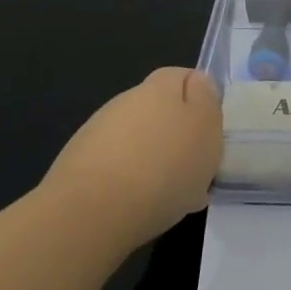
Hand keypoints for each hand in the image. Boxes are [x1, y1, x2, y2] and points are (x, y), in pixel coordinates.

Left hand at [35, 68, 222, 255]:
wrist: (92, 212)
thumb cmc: (164, 166)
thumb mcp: (205, 128)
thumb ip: (206, 100)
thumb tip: (197, 84)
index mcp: (159, 87)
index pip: (184, 76)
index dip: (201, 99)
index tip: (211, 131)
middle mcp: (126, 101)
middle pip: (160, 110)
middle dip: (177, 134)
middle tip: (195, 168)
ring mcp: (98, 131)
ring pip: (139, 139)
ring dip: (154, 158)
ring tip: (170, 195)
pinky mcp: (79, 163)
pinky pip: (117, 165)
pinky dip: (131, 180)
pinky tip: (140, 206)